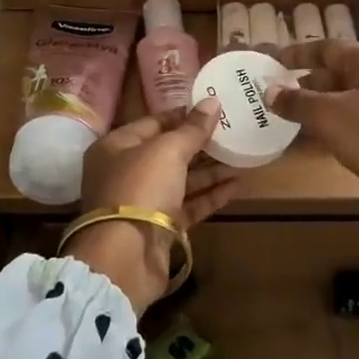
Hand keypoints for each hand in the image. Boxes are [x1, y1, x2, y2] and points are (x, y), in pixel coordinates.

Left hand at [70, 100, 237, 311]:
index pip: (153, 123)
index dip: (183, 115)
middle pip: (168, 153)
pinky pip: (189, 204)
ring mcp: (143, 202)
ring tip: (242, 156)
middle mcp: (126, 173)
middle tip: (233, 132)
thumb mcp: (168, 150)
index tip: (213, 109)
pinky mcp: (161, 227)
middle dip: (200, 144)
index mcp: (116, 147)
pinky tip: (236, 184)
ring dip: (210, 170)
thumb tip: (212, 102)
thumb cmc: (140, 188)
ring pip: (181, 180)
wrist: (126, 256)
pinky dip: (210, 195)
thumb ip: (192, 128)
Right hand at [267, 41, 358, 233]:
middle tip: (274, 90)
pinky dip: (330, 122)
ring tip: (286, 113)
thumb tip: (268, 91)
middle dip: (305, 80)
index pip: (328, 48)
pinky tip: (312, 135)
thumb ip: (295, 101)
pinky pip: (352, 119)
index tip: (272, 59)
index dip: (298, 53)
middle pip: (337, 72)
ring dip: (316, 103)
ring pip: (344, 97)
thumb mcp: (326, 115)